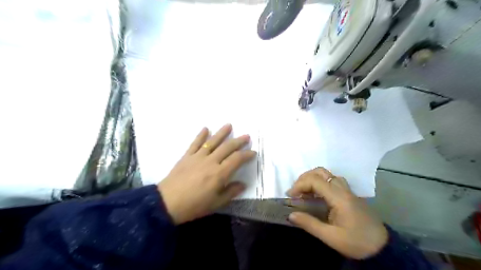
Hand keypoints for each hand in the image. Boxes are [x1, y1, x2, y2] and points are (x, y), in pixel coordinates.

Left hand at [159, 125, 254, 225]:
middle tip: (247, 136)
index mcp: (219, 173)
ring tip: (229, 125)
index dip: (247, 155)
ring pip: (212, 141)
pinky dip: (201, 135)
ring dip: (222, 133)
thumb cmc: (194, 205)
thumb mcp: (216, 203)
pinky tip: (206, 128)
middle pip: (227, 147)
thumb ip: (231, 192)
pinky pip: (195, 143)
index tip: (253, 152)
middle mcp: (211, 161)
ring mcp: (198, 157)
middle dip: (238, 141)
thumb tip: (243, 184)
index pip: (237, 159)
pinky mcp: (187, 156)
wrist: (167, 203)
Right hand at [287, 169, 387, 258]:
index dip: (299, 185)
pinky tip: (315, 195)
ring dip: (312, 178)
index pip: (315, 181)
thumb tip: (291, 215)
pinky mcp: (349, 194)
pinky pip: (331, 180)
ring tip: (303, 192)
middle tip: (295, 191)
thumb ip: (310, 224)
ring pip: (327, 174)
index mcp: (339, 197)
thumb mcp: (331, 237)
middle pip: (320, 172)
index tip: (290, 196)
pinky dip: (319, 183)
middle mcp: (343, 189)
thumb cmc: (357, 242)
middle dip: (304, 178)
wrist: (382, 247)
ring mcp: (347, 190)